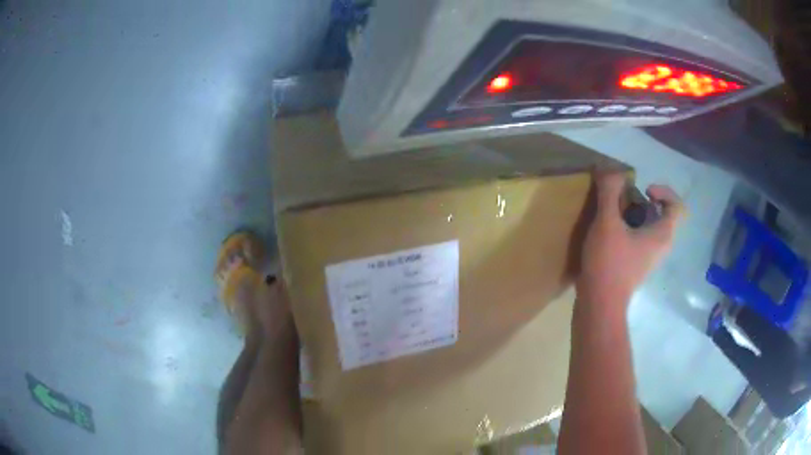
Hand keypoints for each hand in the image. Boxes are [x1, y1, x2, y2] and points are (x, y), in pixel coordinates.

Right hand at [576, 172, 683, 307]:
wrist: (599, 305)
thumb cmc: (609, 264)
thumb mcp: (607, 223)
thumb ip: (610, 192)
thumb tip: (610, 169)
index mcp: (662, 234)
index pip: (678, 206)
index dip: (664, 191)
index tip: (644, 190)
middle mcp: (661, 246)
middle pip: (661, 214)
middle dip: (641, 201)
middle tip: (623, 200)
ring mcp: (648, 258)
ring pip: (648, 227)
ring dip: (632, 214)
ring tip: (612, 213)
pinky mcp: (636, 265)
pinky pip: (639, 239)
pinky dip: (628, 228)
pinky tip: (607, 231)